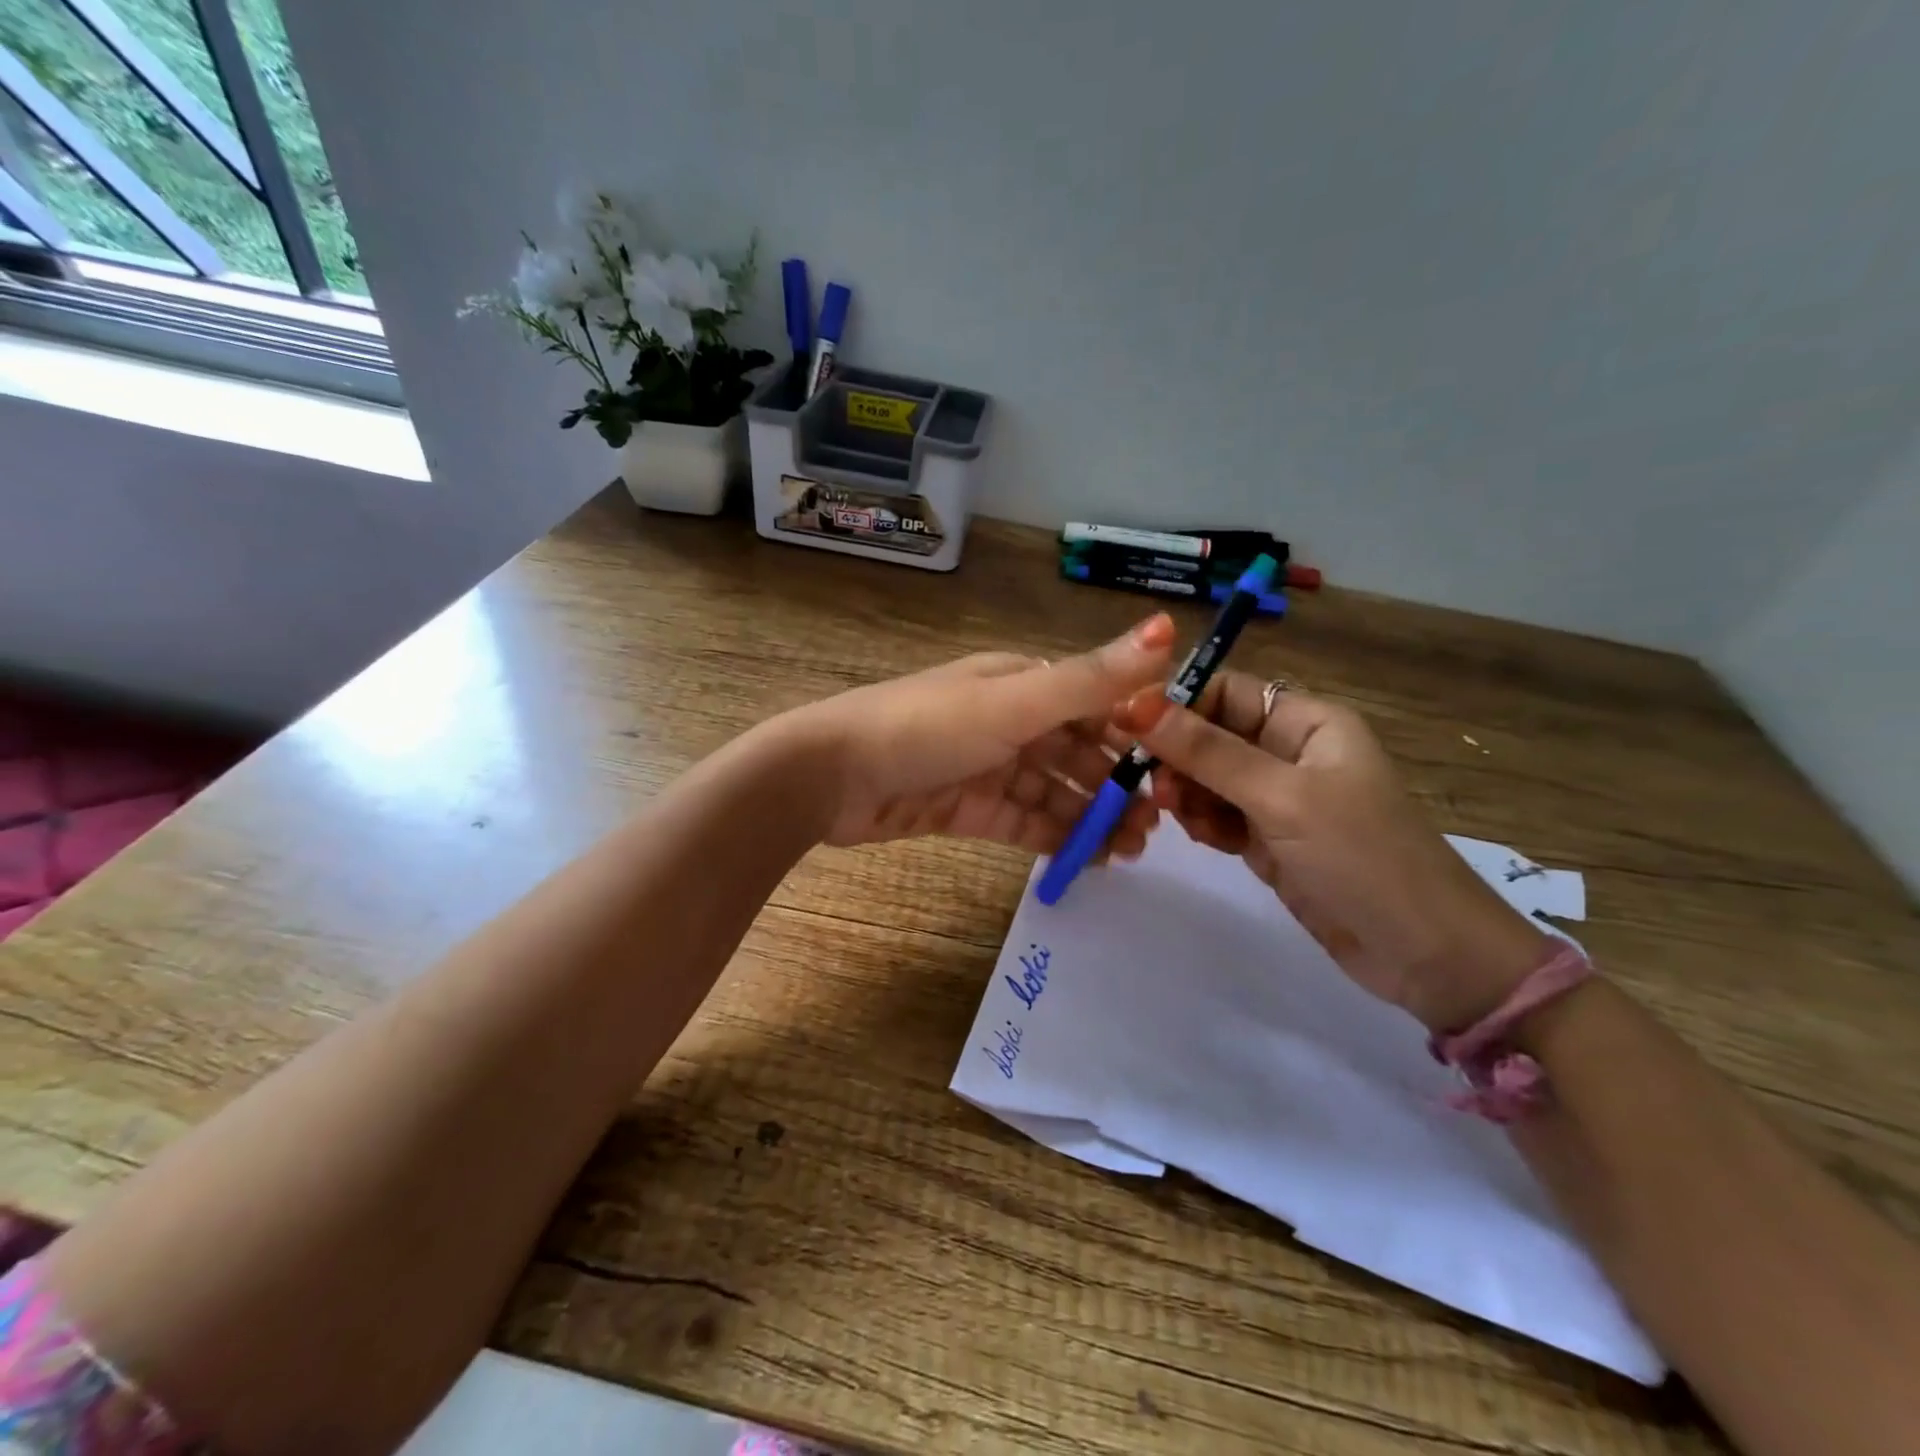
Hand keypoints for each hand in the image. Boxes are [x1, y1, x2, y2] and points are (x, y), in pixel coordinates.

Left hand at [784, 614, 1176, 853]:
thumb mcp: (1014, 702)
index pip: (1094, 705)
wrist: (831, 776)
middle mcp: (1007, 720)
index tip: (1174, 773)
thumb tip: (1170, 627)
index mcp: (1021, 683)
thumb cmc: (926, 729)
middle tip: (1155, 828)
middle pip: (1076, 752)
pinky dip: (1055, 836)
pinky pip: (1022, 821)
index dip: (1136, 736)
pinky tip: (1088, 859)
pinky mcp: (965, 808)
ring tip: (1130, 852)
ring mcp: (986, 766)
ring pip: (1053, 791)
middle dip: (1116, 786)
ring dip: (1091, 816)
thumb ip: (1091, 678)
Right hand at [1119, 672, 1553, 1032]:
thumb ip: (1208, 752)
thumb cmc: (1362, 857)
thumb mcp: (1282, 797)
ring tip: (1183, 819)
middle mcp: (1289, 750)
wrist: (1425, 955)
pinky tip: (1208, 840)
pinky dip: (1203, 823)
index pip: (1224, 691)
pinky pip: (1217, 815)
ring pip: (1206, 778)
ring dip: (1187, 794)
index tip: (1128, 728)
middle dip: (1178, 757)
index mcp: (1306, 721)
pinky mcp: (1267, 839)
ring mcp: (1277, 798)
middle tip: (1158, 789)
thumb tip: (1136, 705)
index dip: (1176, 705)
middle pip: (1209, 735)